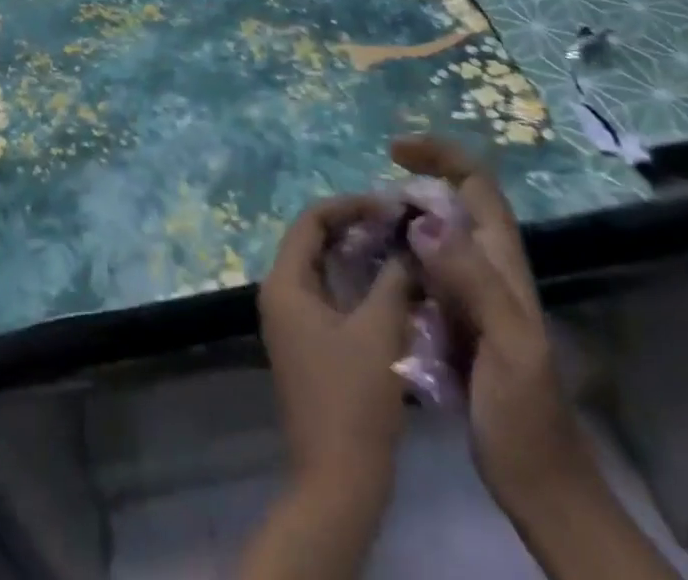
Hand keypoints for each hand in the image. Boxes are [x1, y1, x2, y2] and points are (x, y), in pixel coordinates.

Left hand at [257, 194, 415, 499]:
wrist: (337, 483)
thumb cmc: (354, 401)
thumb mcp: (379, 331)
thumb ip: (393, 279)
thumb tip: (407, 244)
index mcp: (284, 282)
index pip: (311, 220)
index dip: (350, 205)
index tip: (389, 204)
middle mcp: (279, 293)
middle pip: (314, 239)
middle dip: (355, 226)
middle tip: (397, 223)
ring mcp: (291, 319)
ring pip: (323, 267)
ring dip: (357, 254)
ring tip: (399, 246)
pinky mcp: (307, 341)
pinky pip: (328, 292)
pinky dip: (356, 281)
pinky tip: (390, 283)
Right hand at [391, 136, 593, 516]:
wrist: (539, 487)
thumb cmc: (525, 418)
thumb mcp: (508, 347)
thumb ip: (473, 281)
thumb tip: (423, 221)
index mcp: (502, 263)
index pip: (477, 184)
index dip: (440, 155)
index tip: (394, 152)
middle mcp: (487, 268)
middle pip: (452, 203)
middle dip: (413, 185)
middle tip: (370, 201)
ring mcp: (470, 295)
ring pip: (433, 236)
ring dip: (401, 222)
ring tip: (362, 229)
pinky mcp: (452, 320)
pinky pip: (421, 272)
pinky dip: (396, 259)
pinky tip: (370, 273)